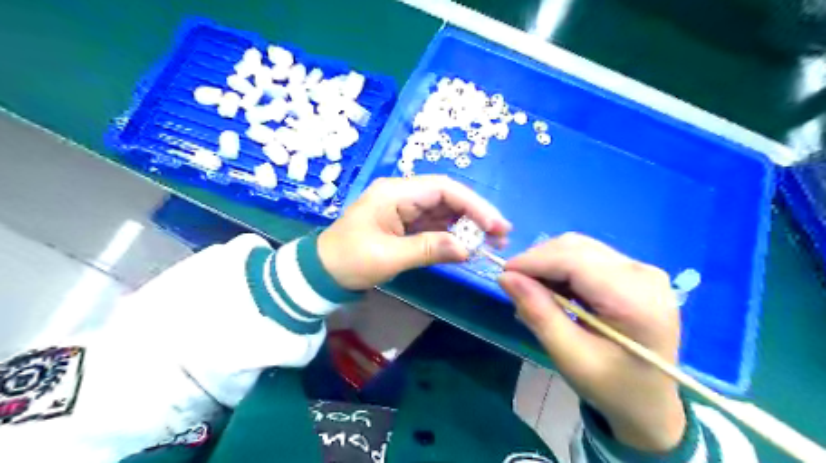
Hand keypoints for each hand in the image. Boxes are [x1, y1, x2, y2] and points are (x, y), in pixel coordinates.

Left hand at [317, 176, 509, 290]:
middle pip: (447, 197)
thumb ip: (429, 249)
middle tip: (501, 235)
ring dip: (467, 224)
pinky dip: (452, 234)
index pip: (443, 189)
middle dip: (475, 214)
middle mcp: (402, 194)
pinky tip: (469, 244)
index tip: (495, 225)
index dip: (473, 204)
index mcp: (395, 193)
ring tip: (493, 241)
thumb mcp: (389, 256)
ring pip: (443, 211)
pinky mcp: (404, 223)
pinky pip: (434, 224)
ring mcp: (403, 209)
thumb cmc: (349, 261)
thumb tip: (468, 249)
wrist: (321, 272)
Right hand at [500, 233, 688, 449]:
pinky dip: (562, 267)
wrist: (651, 403)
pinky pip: (587, 256)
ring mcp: (642, 270)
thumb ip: (538, 314)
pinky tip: (555, 289)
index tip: (503, 273)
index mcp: (636, 301)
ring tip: (534, 290)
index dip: (534, 261)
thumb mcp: (570, 357)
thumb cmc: (611, 387)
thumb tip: (505, 277)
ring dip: (549, 263)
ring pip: (579, 248)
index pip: (575, 261)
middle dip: (539, 261)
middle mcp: (644, 275)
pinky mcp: (634, 271)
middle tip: (516, 285)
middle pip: (577, 248)